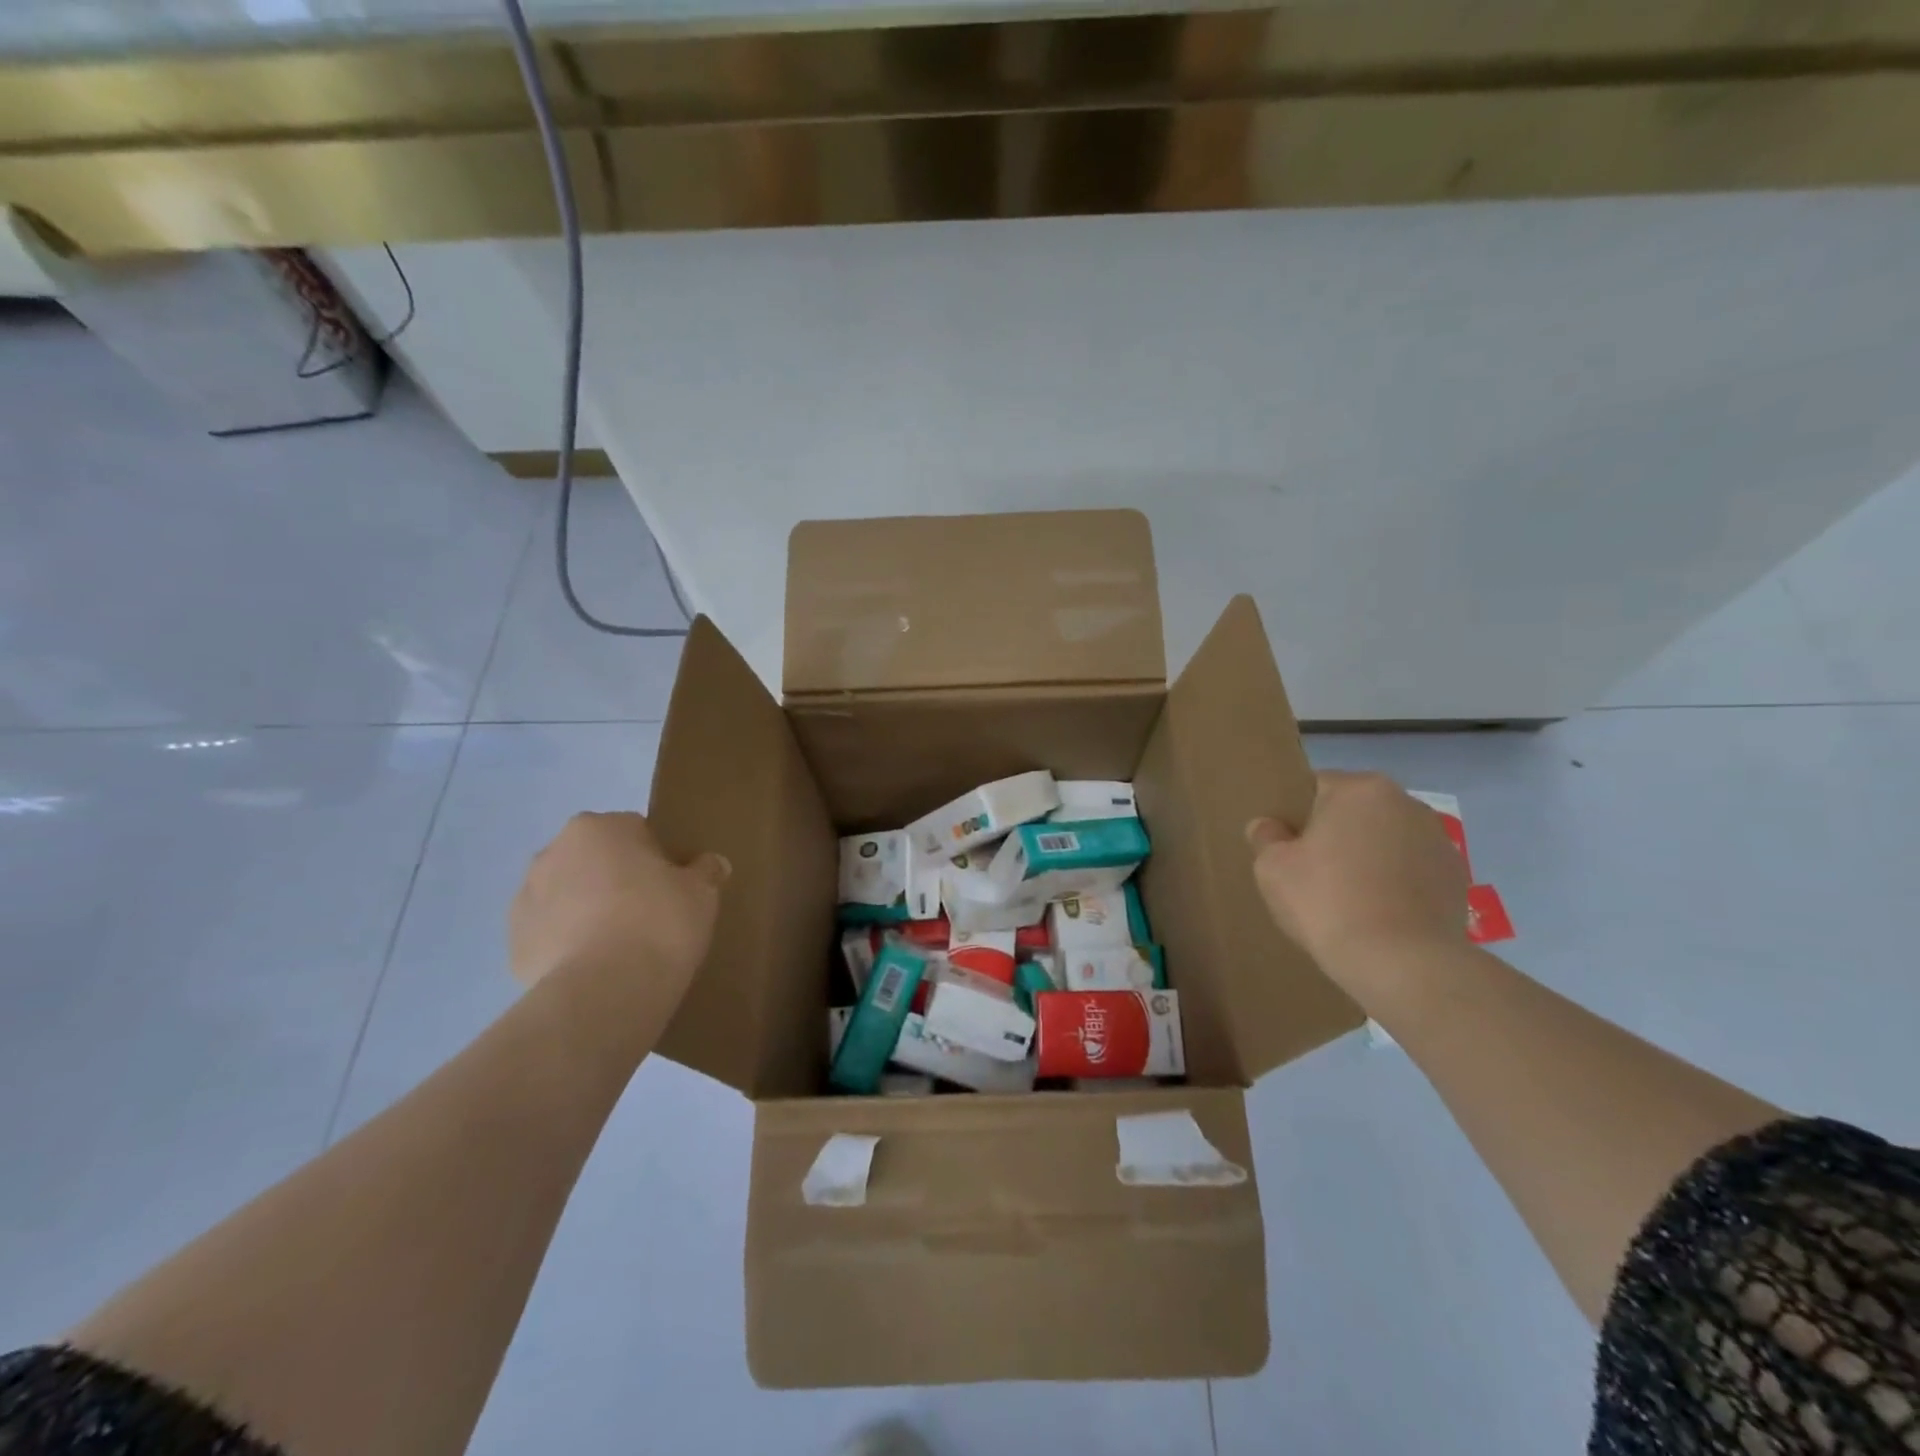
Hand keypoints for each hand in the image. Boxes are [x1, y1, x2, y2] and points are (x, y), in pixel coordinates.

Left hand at [509, 812, 728, 998]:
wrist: (605, 991)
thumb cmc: (659, 922)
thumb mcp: (701, 892)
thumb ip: (705, 871)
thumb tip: (712, 864)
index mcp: (599, 827)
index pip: (636, 831)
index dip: (658, 858)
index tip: (673, 887)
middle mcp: (553, 852)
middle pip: (596, 860)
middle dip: (616, 880)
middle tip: (649, 913)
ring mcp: (525, 898)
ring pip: (568, 896)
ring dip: (589, 910)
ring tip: (622, 946)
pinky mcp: (513, 944)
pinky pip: (551, 935)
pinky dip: (570, 945)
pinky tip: (597, 968)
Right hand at [1246, 771, 1467, 966]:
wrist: (1402, 963)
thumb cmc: (1328, 902)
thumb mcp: (1272, 868)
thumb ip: (1266, 837)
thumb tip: (1269, 826)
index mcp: (1360, 789)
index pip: (1316, 786)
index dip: (1297, 815)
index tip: (1288, 848)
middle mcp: (1406, 802)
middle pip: (1355, 811)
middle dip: (1336, 834)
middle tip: (1313, 874)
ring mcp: (1439, 840)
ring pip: (1386, 840)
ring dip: (1369, 858)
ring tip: (1350, 899)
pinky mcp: (1458, 877)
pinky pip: (1412, 870)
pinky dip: (1396, 884)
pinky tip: (1380, 914)